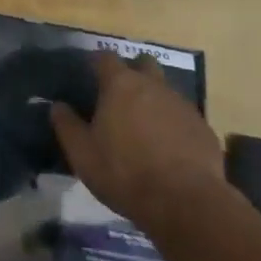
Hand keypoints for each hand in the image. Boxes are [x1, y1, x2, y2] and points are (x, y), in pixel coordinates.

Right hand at [50, 52, 226, 235]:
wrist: (186, 203)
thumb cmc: (125, 173)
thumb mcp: (83, 154)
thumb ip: (67, 126)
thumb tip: (57, 106)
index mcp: (121, 84)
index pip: (105, 57)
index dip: (96, 63)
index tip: (89, 76)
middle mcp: (153, 85)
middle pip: (143, 64)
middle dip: (132, 72)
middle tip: (121, 98)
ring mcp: (182, 104)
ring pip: (165, 90)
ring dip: (154, 101)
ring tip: (145, 130)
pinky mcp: (203, 127)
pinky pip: (183, 117)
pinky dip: (174, 126)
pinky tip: (170, 151)